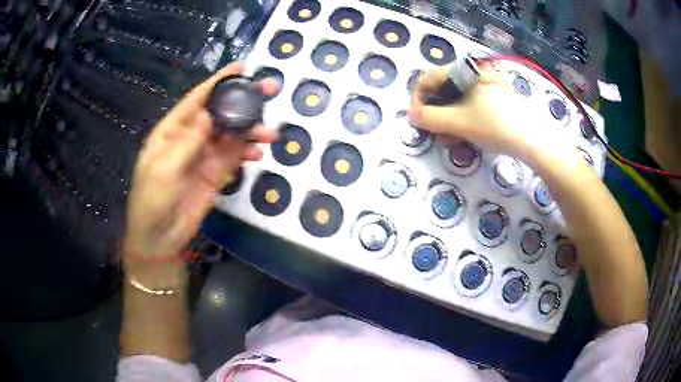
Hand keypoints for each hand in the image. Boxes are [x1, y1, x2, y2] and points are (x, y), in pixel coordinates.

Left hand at [123, 62, 278, 262]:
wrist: (159, 235)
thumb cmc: (152, 199)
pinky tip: (258, 155)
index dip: (218, 82)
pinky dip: (248, 153)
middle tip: (270, 90)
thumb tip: (208, 116)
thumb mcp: (163, 169)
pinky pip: (235, 157)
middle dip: (243, 101)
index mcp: (173, 129)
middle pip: (220, 112)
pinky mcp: (216, 173)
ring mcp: (205, 155)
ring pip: (232, 134)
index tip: (242, 68)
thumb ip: (187, 143)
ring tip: (270, 132)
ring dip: (251, 130)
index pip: (198, 99)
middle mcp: (191, 137)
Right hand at [408, 64, 581, 166]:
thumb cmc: (496, 126)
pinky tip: (466, 134)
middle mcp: (474, 71)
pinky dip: (464, 117)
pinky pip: (473, 103)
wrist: (536, 138)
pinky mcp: (497, 96)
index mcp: (464, 70)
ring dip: (449, 118)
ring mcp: (488, 83)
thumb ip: (430, 118)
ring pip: (458, 98)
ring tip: (451, 139)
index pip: (428, 78)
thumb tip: (412, 115)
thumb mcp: (459, 123)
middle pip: (443, 88)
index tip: (418, 121)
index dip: (418, 99)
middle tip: (435, 133)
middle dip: (435, 112)